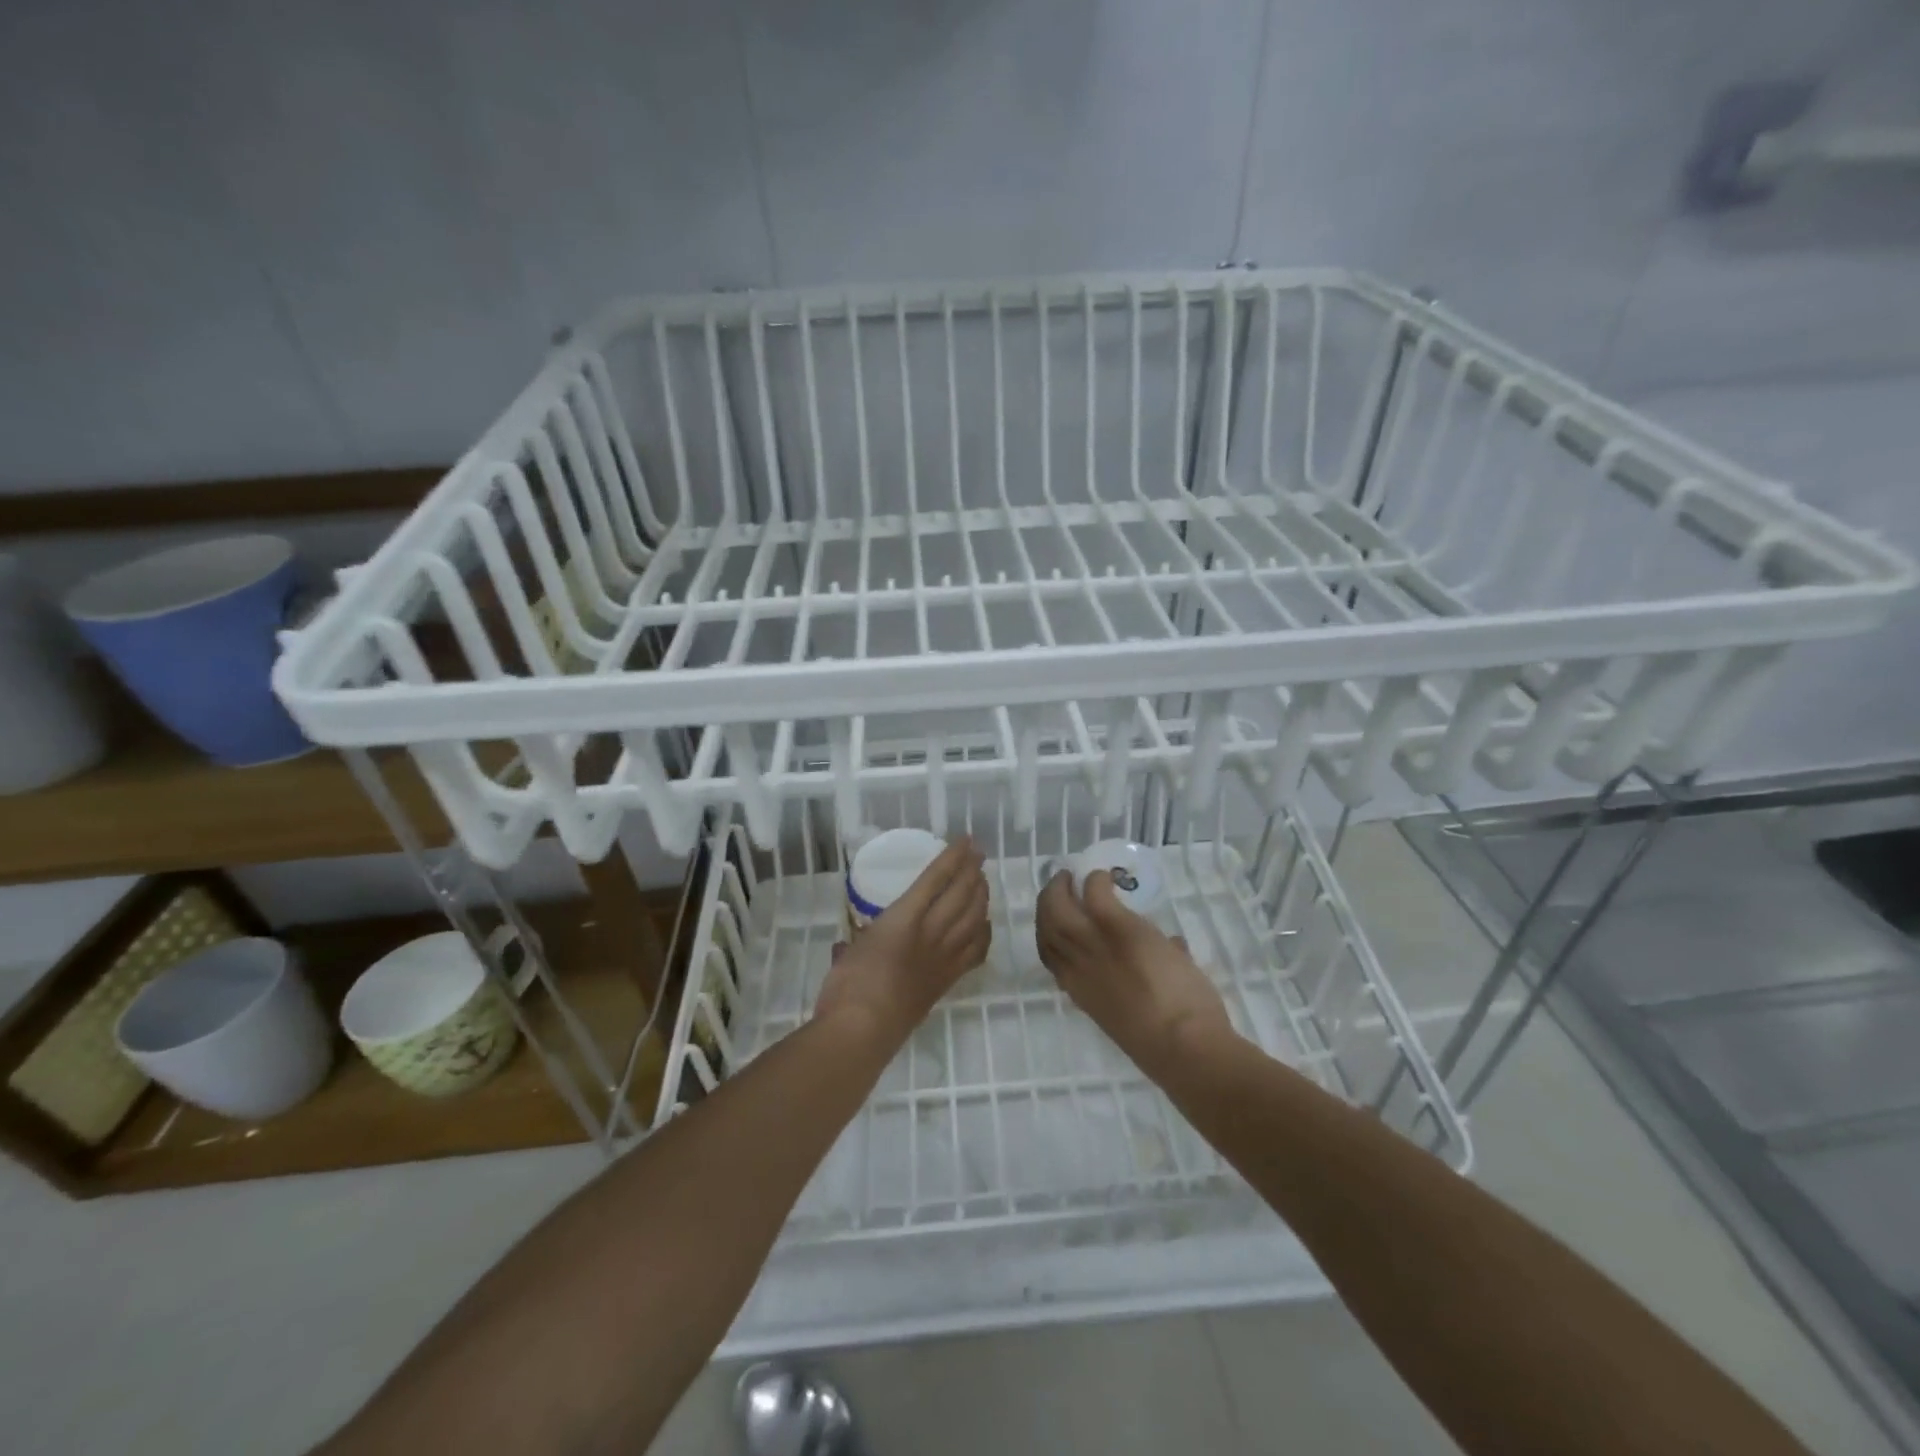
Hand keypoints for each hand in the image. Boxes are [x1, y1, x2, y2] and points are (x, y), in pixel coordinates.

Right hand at [815, 838, 990, 1041]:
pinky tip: (984, 925)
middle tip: (979, 856)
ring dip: (982, 896)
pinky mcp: (949, 981)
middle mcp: (930, 932)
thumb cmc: (847, 986)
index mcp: (903, 918)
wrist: (863, 1031)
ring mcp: (944, 957)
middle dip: (973, 871)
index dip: (954, 857)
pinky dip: (984, 933)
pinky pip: (976, 951)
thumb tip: (846, 948)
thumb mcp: (847, 953)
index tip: (966, 841)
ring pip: (974, 918)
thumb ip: (852, 945)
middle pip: (962, 894)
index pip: (936, 878)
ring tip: (983, 882)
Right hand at [1036, 870, 1233, 1078]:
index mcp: (1081, 992)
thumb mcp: (1147, 1010)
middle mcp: (1076, 967)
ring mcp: (1093, 945)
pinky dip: (1095, 881)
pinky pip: (1094, 893)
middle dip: (1048, 901)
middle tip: (1062, 886)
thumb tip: (1171, 948)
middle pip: (1046, 926)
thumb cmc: (1171, 1043)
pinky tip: (1104, 877)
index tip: (1064, 917)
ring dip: (1061, 888)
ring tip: (1074, 877)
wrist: (1183, 1046)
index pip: (1050, 955)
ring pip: (1057, 908)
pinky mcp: (1116, 927)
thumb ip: (1149, 977)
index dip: (1049, 931)